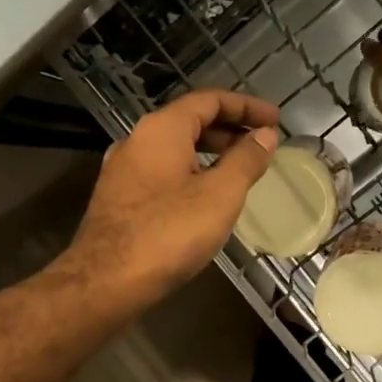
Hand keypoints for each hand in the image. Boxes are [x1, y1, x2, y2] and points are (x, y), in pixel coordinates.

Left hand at [62, 89, 280, 308]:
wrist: (106, 281)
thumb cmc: (169, 234)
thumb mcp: (220, 195)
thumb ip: (245, 161)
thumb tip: (265, 135)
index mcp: (161, 129)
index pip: (209, 100)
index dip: (246, 107)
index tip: (275, 120)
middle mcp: (136, 141)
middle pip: (188, 122)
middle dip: (228, 131)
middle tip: (260, 146)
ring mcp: (122, 172)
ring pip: (173, 151)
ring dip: (208, 155)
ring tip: (238, 172)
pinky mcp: (117, 200)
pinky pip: (160, 175)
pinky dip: (188, 175)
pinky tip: (203, 200)